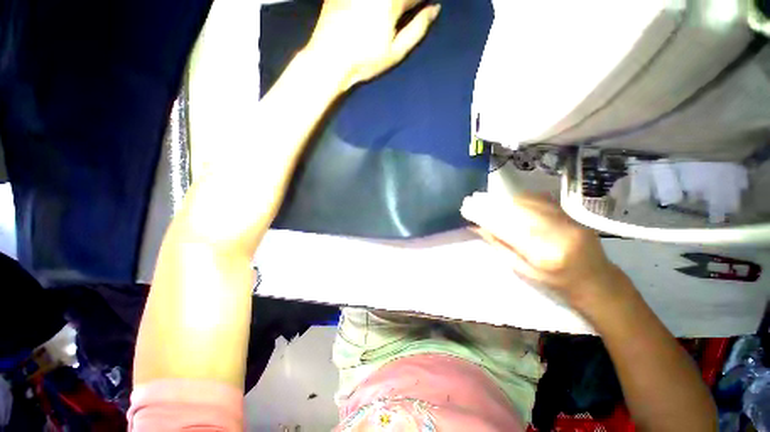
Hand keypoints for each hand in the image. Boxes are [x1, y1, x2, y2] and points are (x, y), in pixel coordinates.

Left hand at [306, 0, 440, 89]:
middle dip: (407, 3)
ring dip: (391, 3)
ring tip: (390, 16)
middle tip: (408, 12)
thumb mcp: (396, 52)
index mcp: (391, 1)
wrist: (329, 60)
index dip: (423, 2)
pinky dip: (375, 3)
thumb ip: (418, 28)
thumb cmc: (365, 61)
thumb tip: (435, 9)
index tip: (426, 7)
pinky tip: (372, 12)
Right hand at [461, 192, 629, 307]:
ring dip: (506, 200)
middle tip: (476, 202)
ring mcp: (567, 221)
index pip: (507, 229)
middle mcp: (557, 234)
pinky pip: (542, 199)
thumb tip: (477, 227)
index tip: (469, 211)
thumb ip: (500, 246)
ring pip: (530, 202)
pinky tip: (512, 200)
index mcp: (544, 255)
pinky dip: (523, 198)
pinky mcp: (572, 215)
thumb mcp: (523, 270)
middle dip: (493, 205)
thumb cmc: (556, 283)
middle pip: (518, 211)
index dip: (486, 217)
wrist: (596, 281)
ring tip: (490, 201)